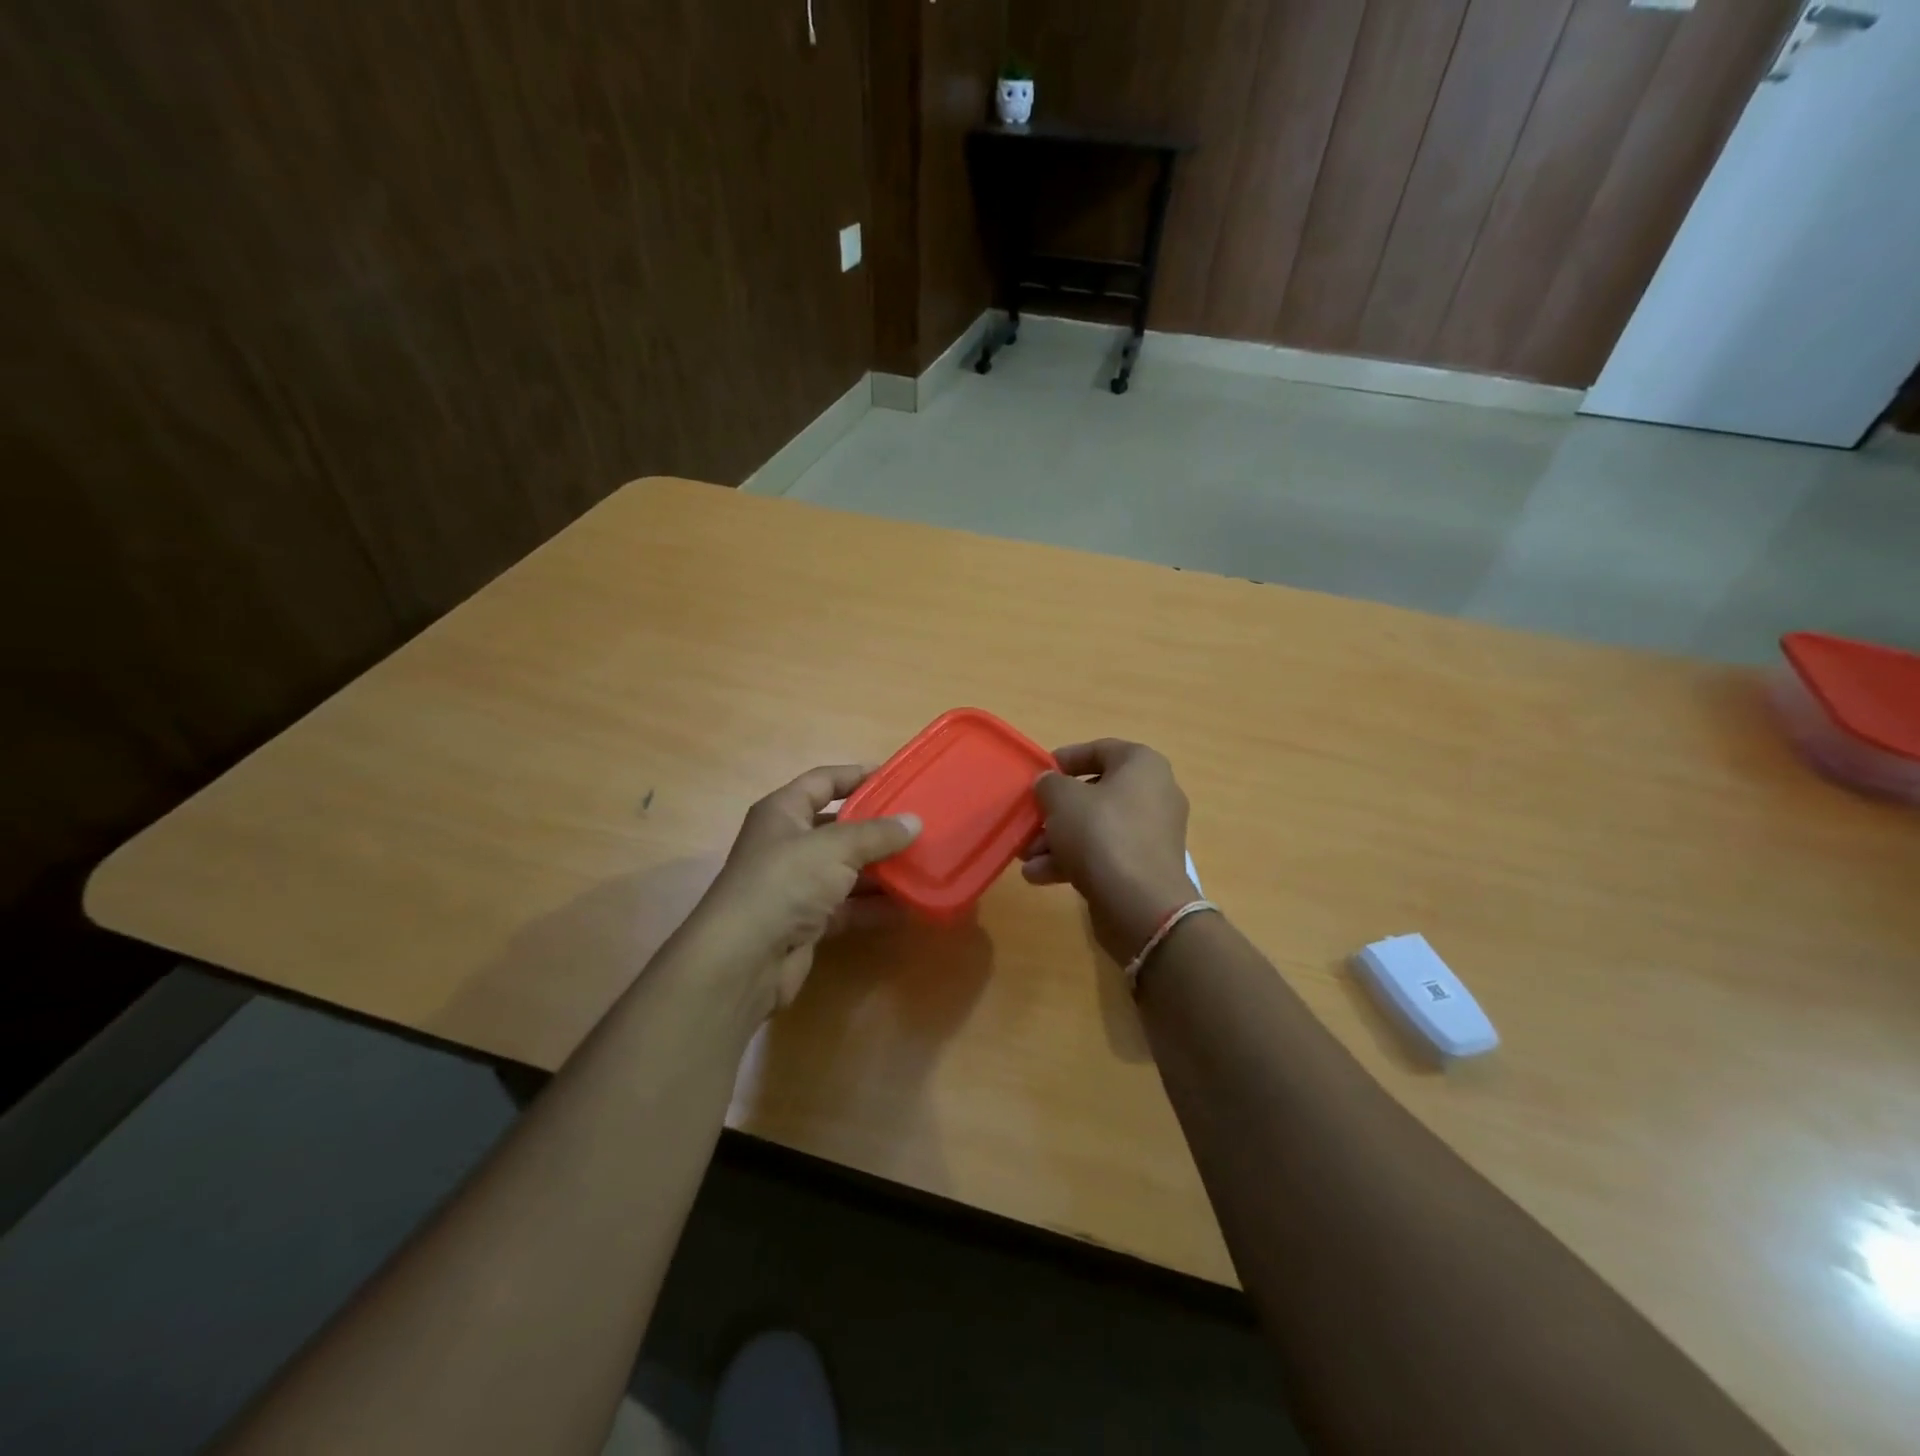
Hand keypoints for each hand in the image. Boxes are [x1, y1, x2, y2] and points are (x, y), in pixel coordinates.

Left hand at [679, 765, 919, 1016]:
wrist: (743, 959)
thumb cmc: (785, 882)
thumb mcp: (835, 848)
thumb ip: (877, 834)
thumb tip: (915, 822)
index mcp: (783, 812)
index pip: (823, 781)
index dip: (857, 775)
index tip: (897, 777)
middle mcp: (787, 844)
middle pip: (838, 827)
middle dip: (877, 827)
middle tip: (919, 824)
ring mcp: (796, 886)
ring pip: (845, 870)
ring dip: (881, 869)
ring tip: (923, 862)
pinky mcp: (806, 922)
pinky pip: (847, 907)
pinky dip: (874, 906)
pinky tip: (909, 905)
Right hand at [1020, 740, 1197, 963]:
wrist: (1141, 904)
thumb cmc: (1102, 834)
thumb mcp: (1062, 799)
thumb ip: (1049, 784)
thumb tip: (1049, 783)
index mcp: (1142, 765)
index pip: (1100, 749)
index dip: (1065, 759)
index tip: (1039, 774)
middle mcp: (1154, 794)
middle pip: (1094, 794)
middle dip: (1055, 811)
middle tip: (1029, 821)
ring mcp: (1151, 834)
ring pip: (1096, 828)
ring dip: (1057, 840)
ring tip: (1026, 857)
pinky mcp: (1144, 867)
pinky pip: (1104, 854)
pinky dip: (1073, 861)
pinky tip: (1039, 876)